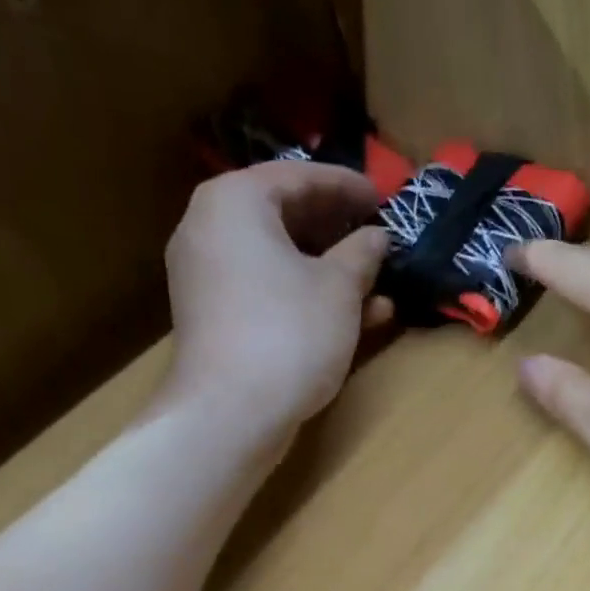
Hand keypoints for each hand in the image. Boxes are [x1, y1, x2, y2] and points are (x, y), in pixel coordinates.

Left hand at [159, 162, 392, 443]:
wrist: (230, 413)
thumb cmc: (289, 333)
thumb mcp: (338, 289)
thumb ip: (361, 254)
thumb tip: (377, 237)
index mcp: (235, 202)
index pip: (298, 176)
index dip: (346, 186)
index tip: (382, 196)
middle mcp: (210, 228)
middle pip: (283, 216)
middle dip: (337, 230)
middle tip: (376, 235)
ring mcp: (207, 277)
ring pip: (278, 259)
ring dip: (329, 271)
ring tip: (377, 284)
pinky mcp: (214, 318)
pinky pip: (266, 290)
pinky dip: (304, 296)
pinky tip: (353, 317)